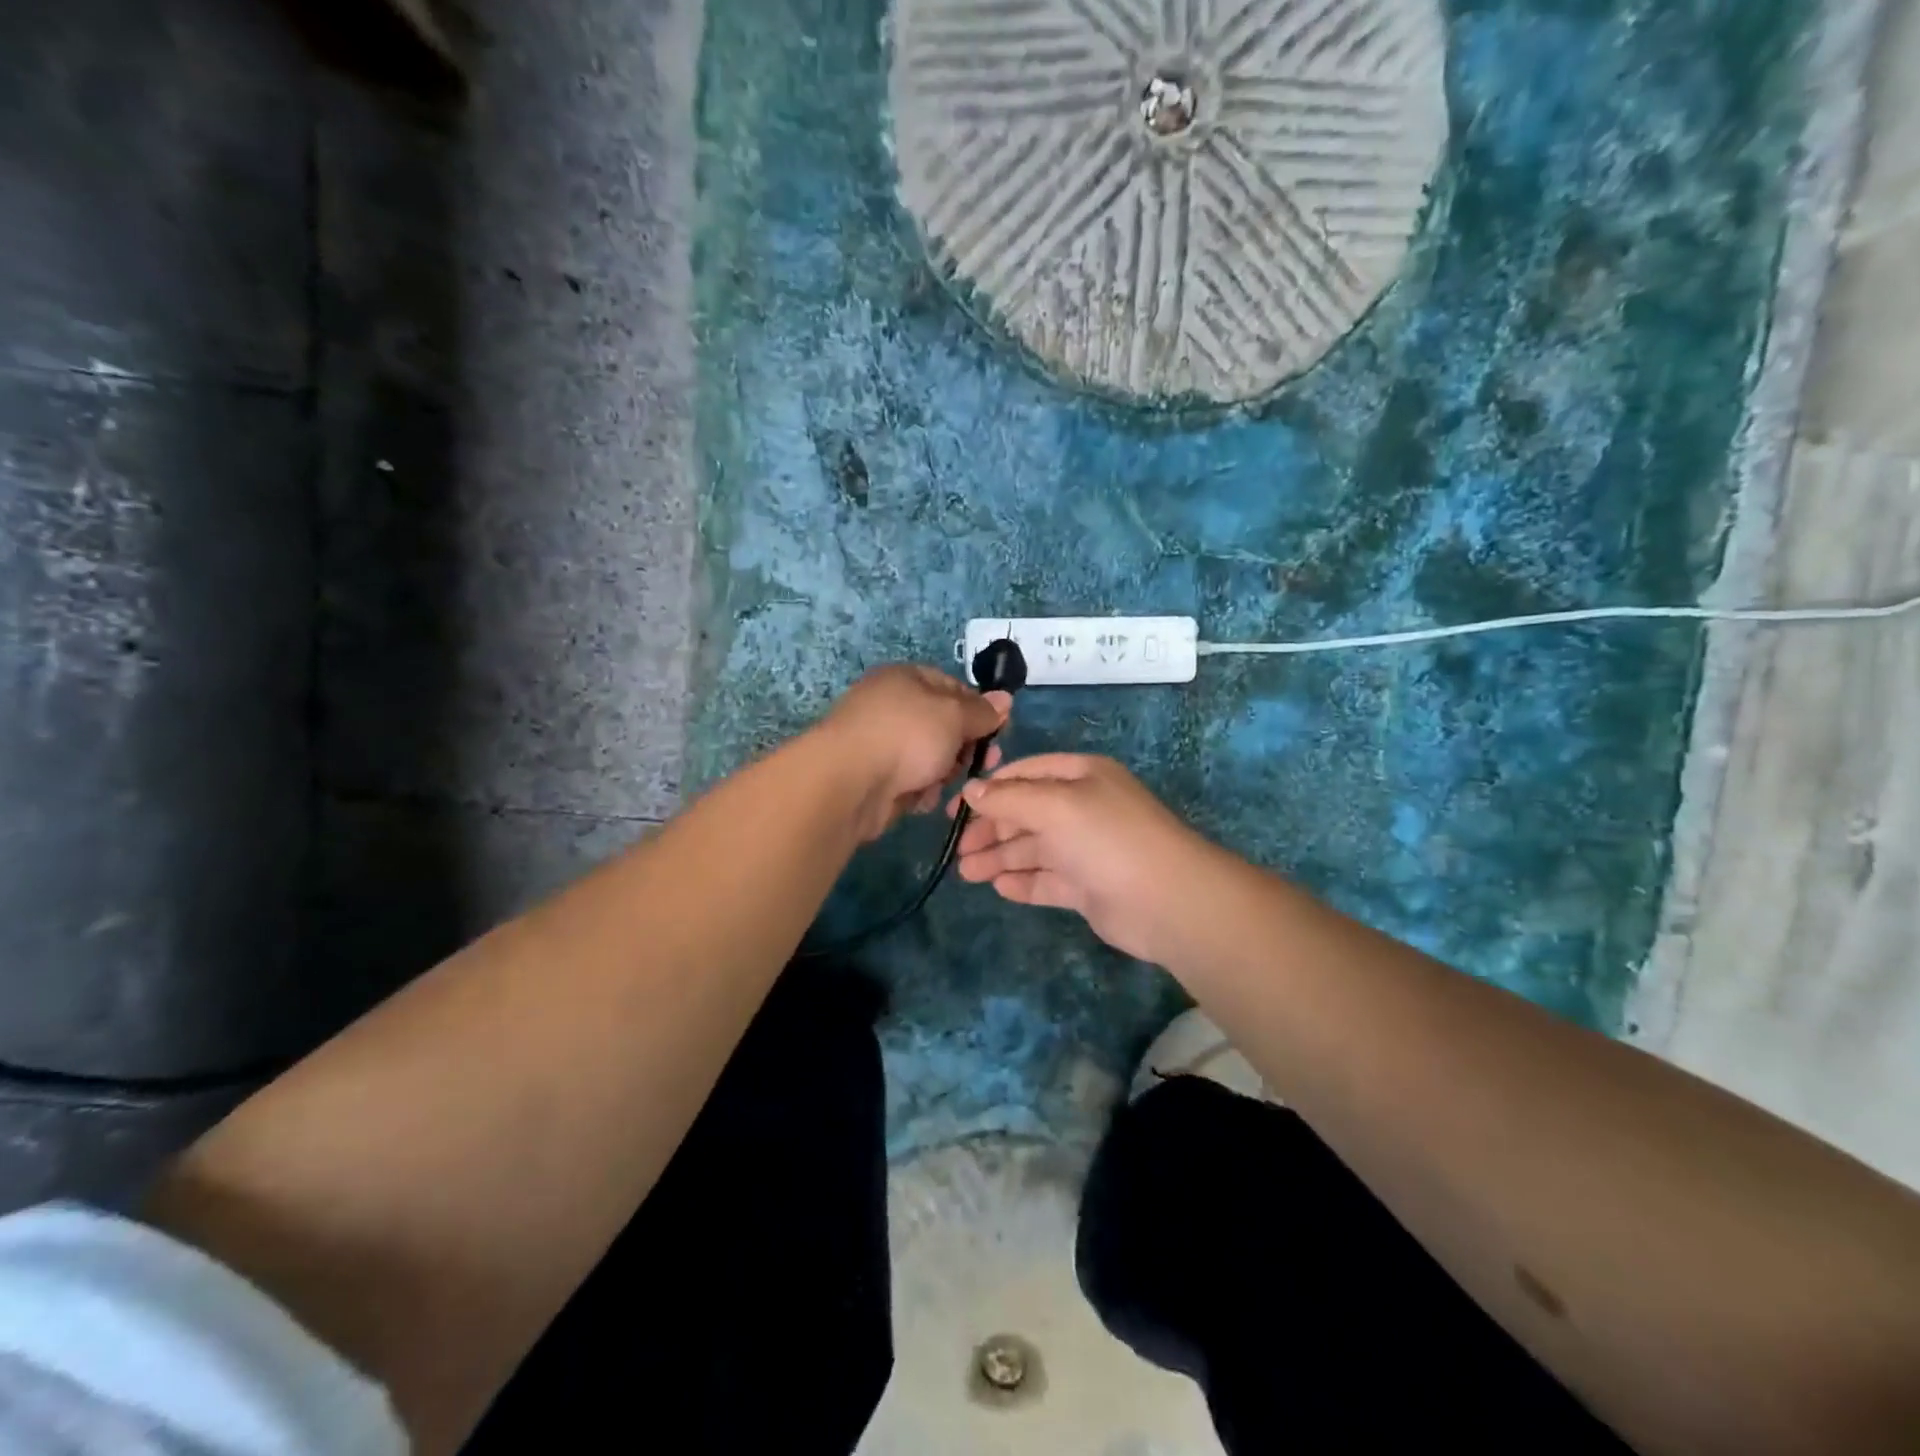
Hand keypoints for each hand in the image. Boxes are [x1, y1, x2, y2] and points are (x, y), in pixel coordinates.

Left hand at [819, 666, 1010, 841]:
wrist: (849, 782)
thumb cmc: (907, 736)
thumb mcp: (954, 716)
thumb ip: (981, 711)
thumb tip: (1004, 700)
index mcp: (906, 678)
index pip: (952, 686)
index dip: (978, 708)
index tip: (998, 731)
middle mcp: (891, 706)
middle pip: (942, 726)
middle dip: (964, 746)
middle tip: (983, 764)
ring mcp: (879, 743)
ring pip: (929, 757)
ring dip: (943, 773)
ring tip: (944, 784)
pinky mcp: (873, 777)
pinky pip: (910, 781)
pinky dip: (919, 790)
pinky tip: (920, 799)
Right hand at [953, 755, 1213, 961]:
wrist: (1167, 901)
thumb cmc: (1107, 838)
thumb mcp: (1054, 805)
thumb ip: (1009, 798)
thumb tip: (971, 790)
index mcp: (1081, 776)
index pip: (1026, 774)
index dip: (989, 790)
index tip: (954, 810)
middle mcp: (1084, 808)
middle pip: (1027, 814)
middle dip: (991, 830)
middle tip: (958, 851)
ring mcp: (1087, 849)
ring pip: (1034, 849)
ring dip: (1000, 858)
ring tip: (967, 874)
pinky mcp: (1089, 887)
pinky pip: (1048, 880)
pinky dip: (1024, 882)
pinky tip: (999, 888)